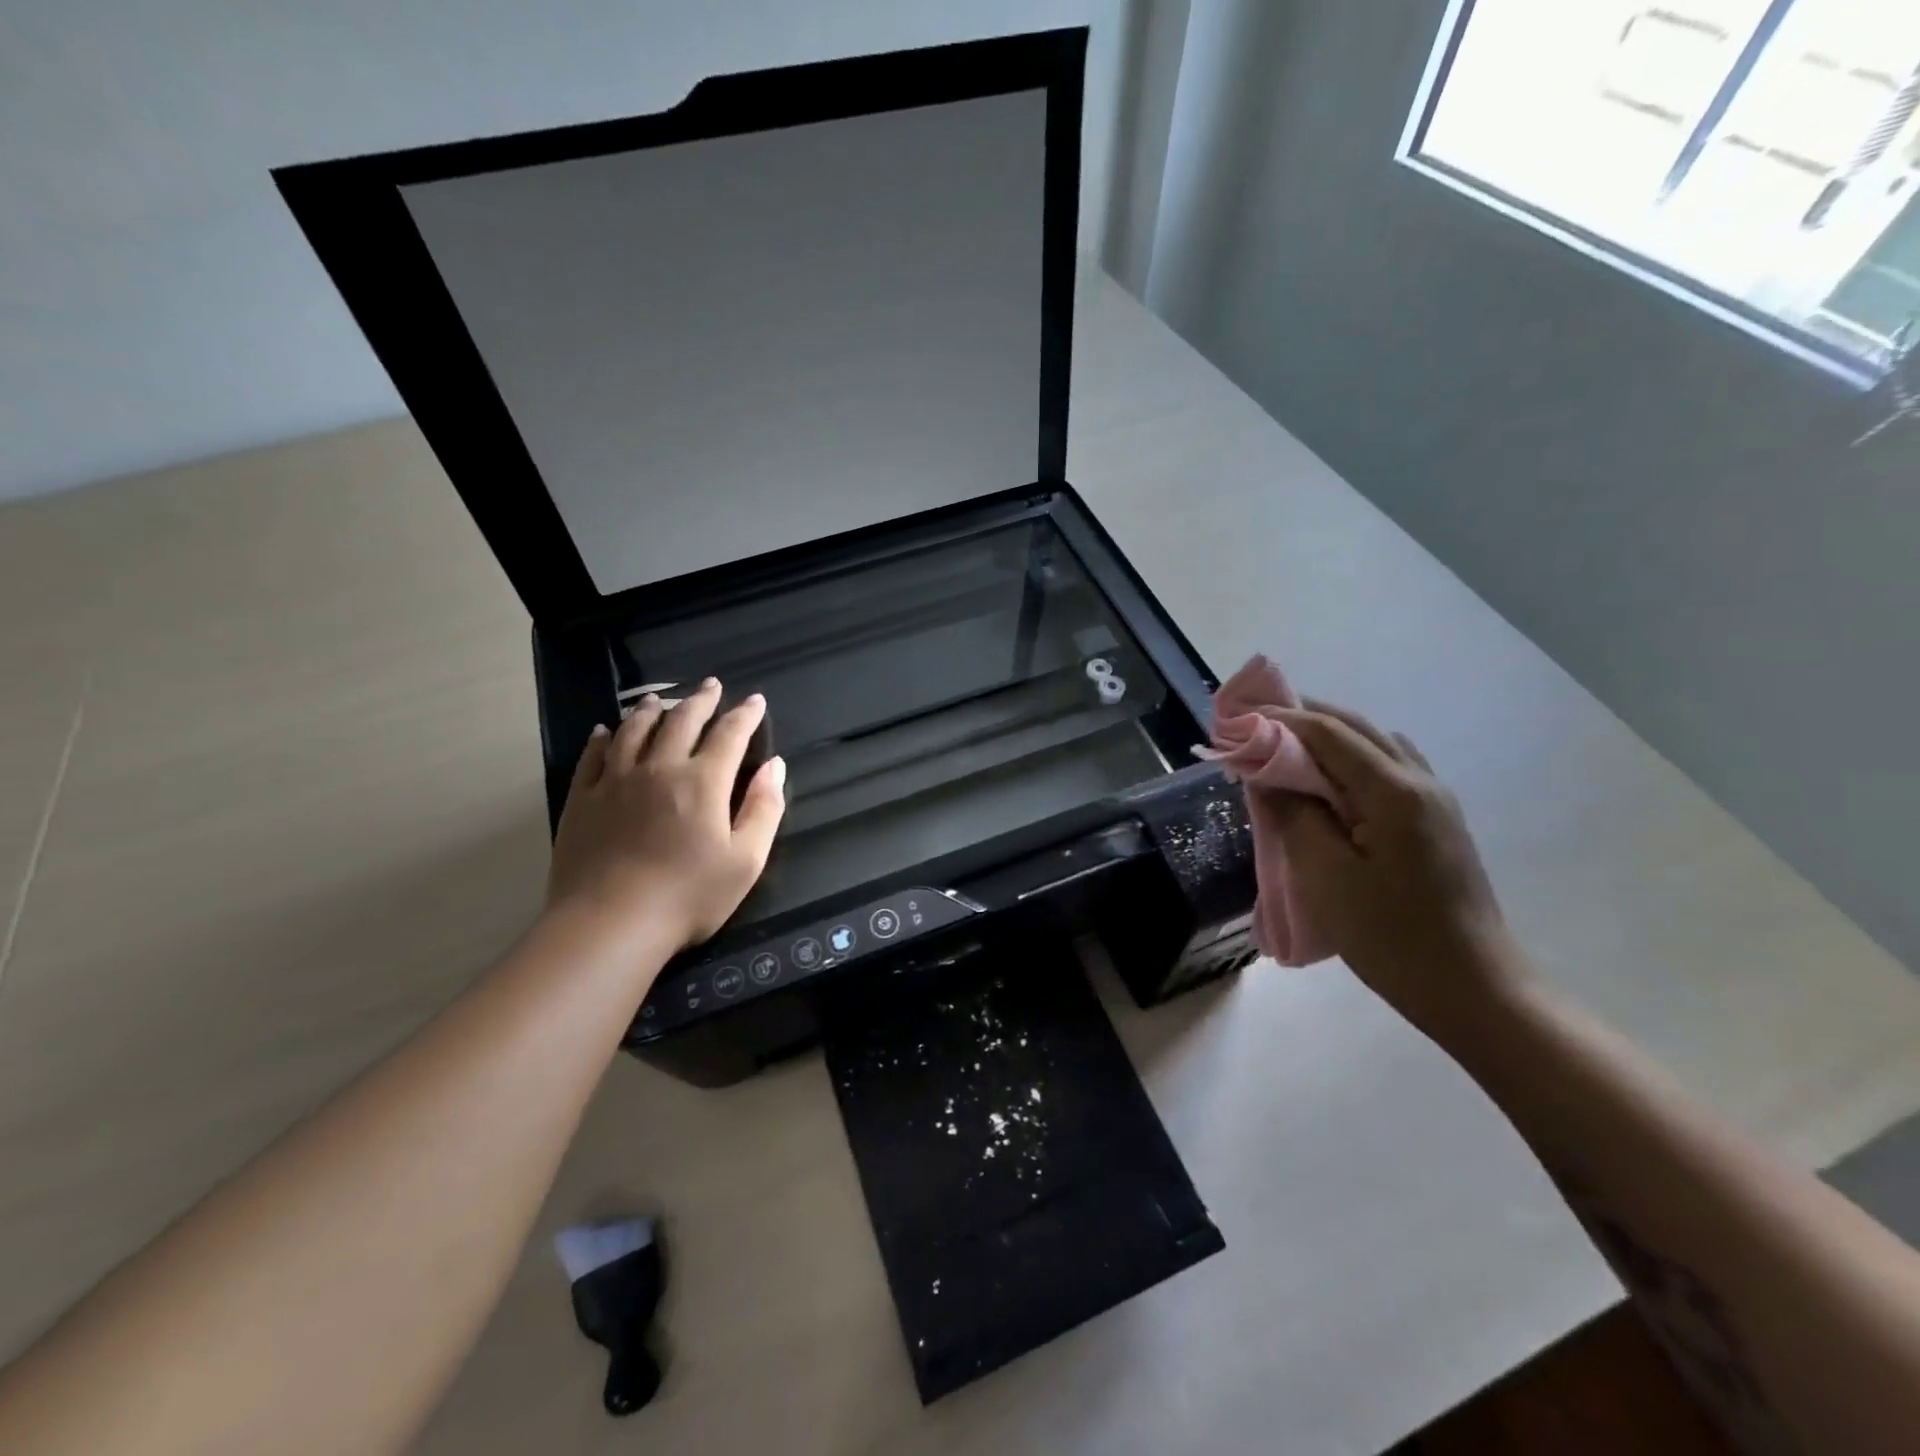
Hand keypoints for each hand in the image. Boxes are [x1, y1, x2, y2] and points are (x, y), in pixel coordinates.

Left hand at [546, 679, 785, 952]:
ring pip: (635, 731)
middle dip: (701, 700)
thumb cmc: (688, 897)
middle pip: (682, 721)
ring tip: (660, 699)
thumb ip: (764, 809)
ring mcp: (616, 781)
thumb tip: (775, 766)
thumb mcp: (746, 861)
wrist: (609, 924)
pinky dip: (603, 738)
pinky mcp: (583, 800)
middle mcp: (660, 768)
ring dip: (652, 710)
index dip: (746, 715)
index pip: (730, 735)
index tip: (756, 701)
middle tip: (711, 686)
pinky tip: (606, 730)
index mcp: (703, 782)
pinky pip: (593, 757)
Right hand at [1261, 701, 1525, 1030]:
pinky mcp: (1436, 822)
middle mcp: (1420, 781)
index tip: (1233, 724)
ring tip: (1282, 751)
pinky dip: (1348, 760)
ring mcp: (1434, 801)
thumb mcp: (1325, 875)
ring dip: (1326, 737)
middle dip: (1300, 719)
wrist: (1473, 989)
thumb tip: (1267, 772)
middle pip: (1354, 727)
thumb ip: (1294, 813)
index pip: (1327, 732)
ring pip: (1373, 745)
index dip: (1277, 719)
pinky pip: (1386, 769)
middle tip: (1251, 727)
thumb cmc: (1390, 935)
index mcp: (1393, 791)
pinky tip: (1327, 785)